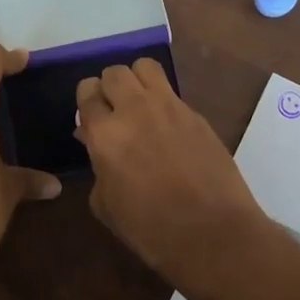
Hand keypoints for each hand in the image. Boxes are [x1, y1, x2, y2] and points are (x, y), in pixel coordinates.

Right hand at [73, 60, 271, 286]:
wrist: (212, 233)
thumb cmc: (150, 228)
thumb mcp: (106, 205)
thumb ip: (97, 167)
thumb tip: (95, 144)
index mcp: (105, 133)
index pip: (87, 92)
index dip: (86, 101)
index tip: (90, 116)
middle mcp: (135, 109)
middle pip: (114, 72)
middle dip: (109, 87)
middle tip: (113, 110)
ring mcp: (170, 107)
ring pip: (145, 67)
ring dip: (136, 80)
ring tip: (139, 104)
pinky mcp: (196, 114)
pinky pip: (172, 92)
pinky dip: (163, 101)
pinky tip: (167, 127)